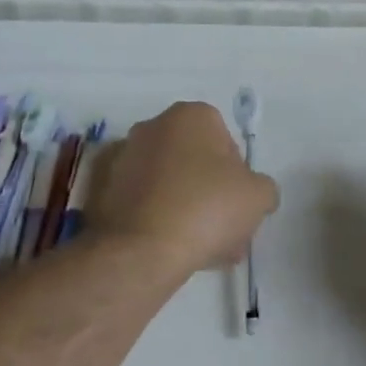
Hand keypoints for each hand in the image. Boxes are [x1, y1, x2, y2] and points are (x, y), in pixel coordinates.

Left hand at [86, 102, 278, 276]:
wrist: (142, 249)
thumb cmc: (206, 208)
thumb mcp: (259, 196)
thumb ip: (263, 187)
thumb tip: (253, 193)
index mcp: (191, 115)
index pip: (226, 141)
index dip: (238, 176)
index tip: (239, 205)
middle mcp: (153, 126)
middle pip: (195, 162)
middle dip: (211, 194)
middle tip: (224, 231)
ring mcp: (123, 157)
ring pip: (169, 184)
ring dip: (187, 209)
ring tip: (201, 249)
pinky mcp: (103, 189)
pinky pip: (143, 201)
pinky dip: (158, 218)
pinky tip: (172, 249)